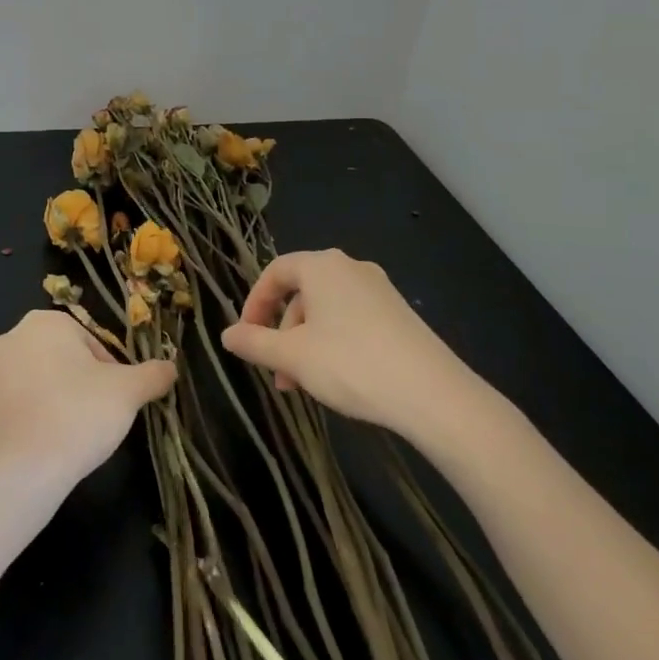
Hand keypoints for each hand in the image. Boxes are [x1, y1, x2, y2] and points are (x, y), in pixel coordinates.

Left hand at [0, 310, 175, 487]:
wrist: (19, 472)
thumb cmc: (78, 415)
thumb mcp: (128, 392)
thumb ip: (152, 374)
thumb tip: (171, 368)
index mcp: (44, 324)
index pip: (88, 342)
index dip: (107, 371)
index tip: (113, 400)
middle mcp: (7, 343)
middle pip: (55, 362)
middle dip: (74, 386)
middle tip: (92, 420)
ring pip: (27, 389)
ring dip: (45, 407)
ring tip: (65, 441)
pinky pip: (2, 421)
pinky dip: (18, 433)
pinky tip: (35, 457)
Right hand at [221, 249, 485, 440]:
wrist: (432, 393)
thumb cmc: (350, 364)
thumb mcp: (293, 357)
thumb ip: (255, 343)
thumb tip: (226, 335)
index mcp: (321, 266)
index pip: (275, 272)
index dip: (254, 302)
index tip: (246, 336)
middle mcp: (350, 267)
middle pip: (302, 292)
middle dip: (283, 332)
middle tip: (277, 372)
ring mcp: (379, 289)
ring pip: (327, 310)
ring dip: (307, 342)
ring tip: (304, 384)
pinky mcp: (399, 313)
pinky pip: (353, 319)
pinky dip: (334, 342)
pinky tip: (339, 378)